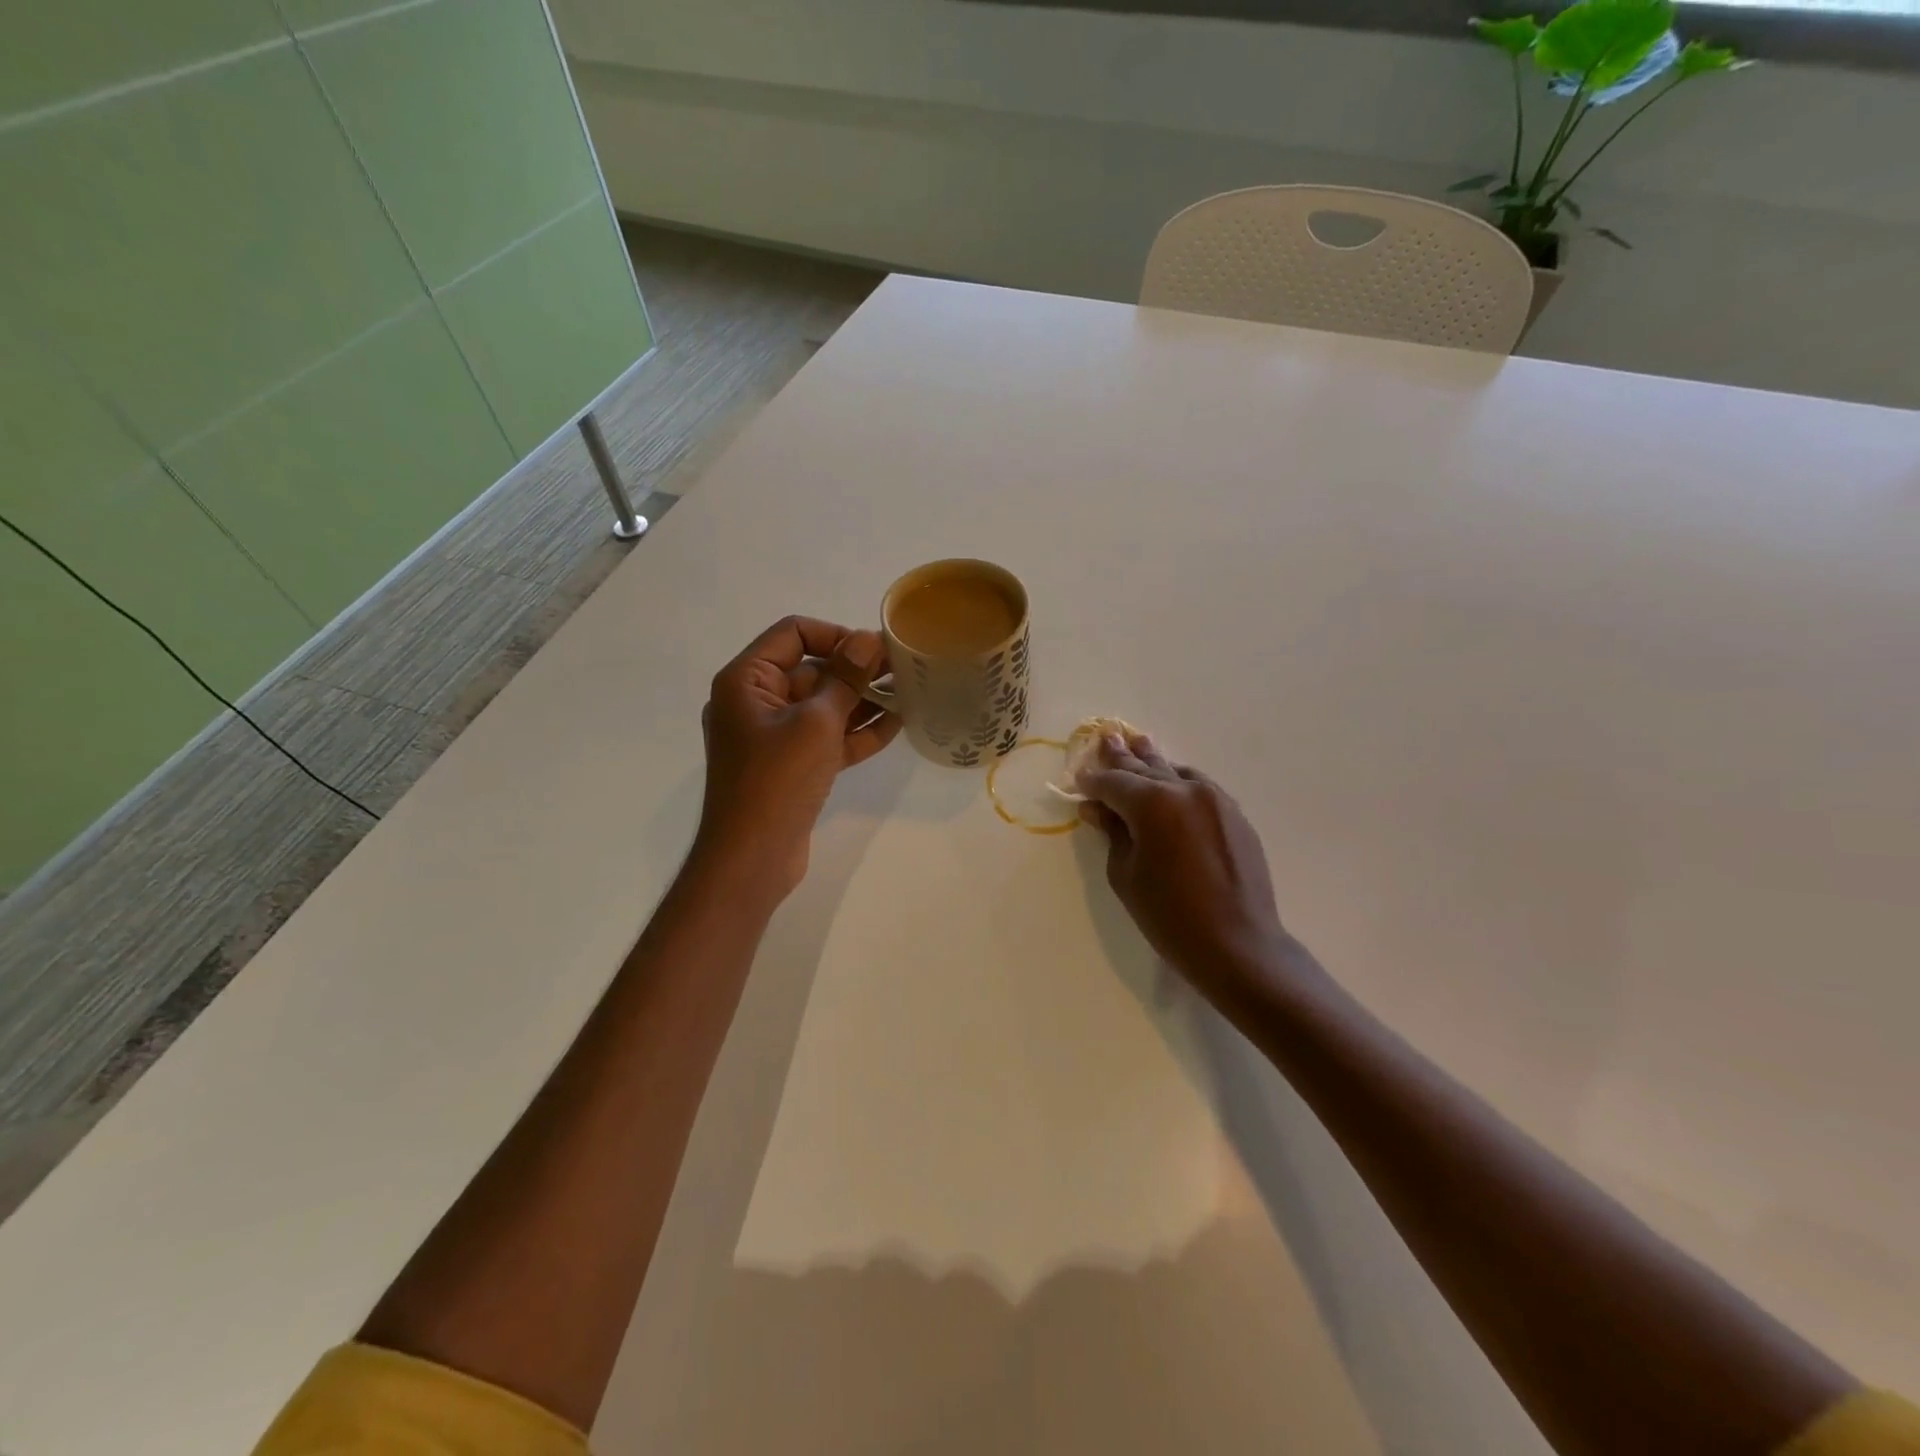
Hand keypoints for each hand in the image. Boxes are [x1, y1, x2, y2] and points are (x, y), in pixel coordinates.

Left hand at [695, 616, 899, 895]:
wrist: (752, 857)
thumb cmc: (777, 779)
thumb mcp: (816, 722)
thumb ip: (845, 678)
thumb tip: (868, 639)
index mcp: (746, 680)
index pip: (792, 634)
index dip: (835, 635)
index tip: (874, 650)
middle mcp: (755, 702)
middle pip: (811, 670)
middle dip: (856, 670)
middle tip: (903, 670)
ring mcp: (773, 737)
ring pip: (823, 706)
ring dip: (862, 700)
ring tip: (908, 693)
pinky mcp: (791, 766)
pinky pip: (825, 737)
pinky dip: (855, 731)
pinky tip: (896, 724)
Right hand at [1078, 733, 1295, 1004]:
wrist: (1238, 945)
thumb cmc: (1170, 916)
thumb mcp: (1127, 875)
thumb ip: (1113, 833)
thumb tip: (1098, 808)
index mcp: (1153, 803)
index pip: (1114, 783)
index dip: (1092, 781)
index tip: (1078, 778)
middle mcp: (1186, 790)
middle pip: (1145, 768)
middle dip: (1122, 757)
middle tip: (1107, 738)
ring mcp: (1215, 799)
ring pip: (1175, 772)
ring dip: (1153, 762)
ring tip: (1138, 743)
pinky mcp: (1234, 815)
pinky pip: (1199, 787)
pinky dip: (1179, 781)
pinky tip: (1172, 778)